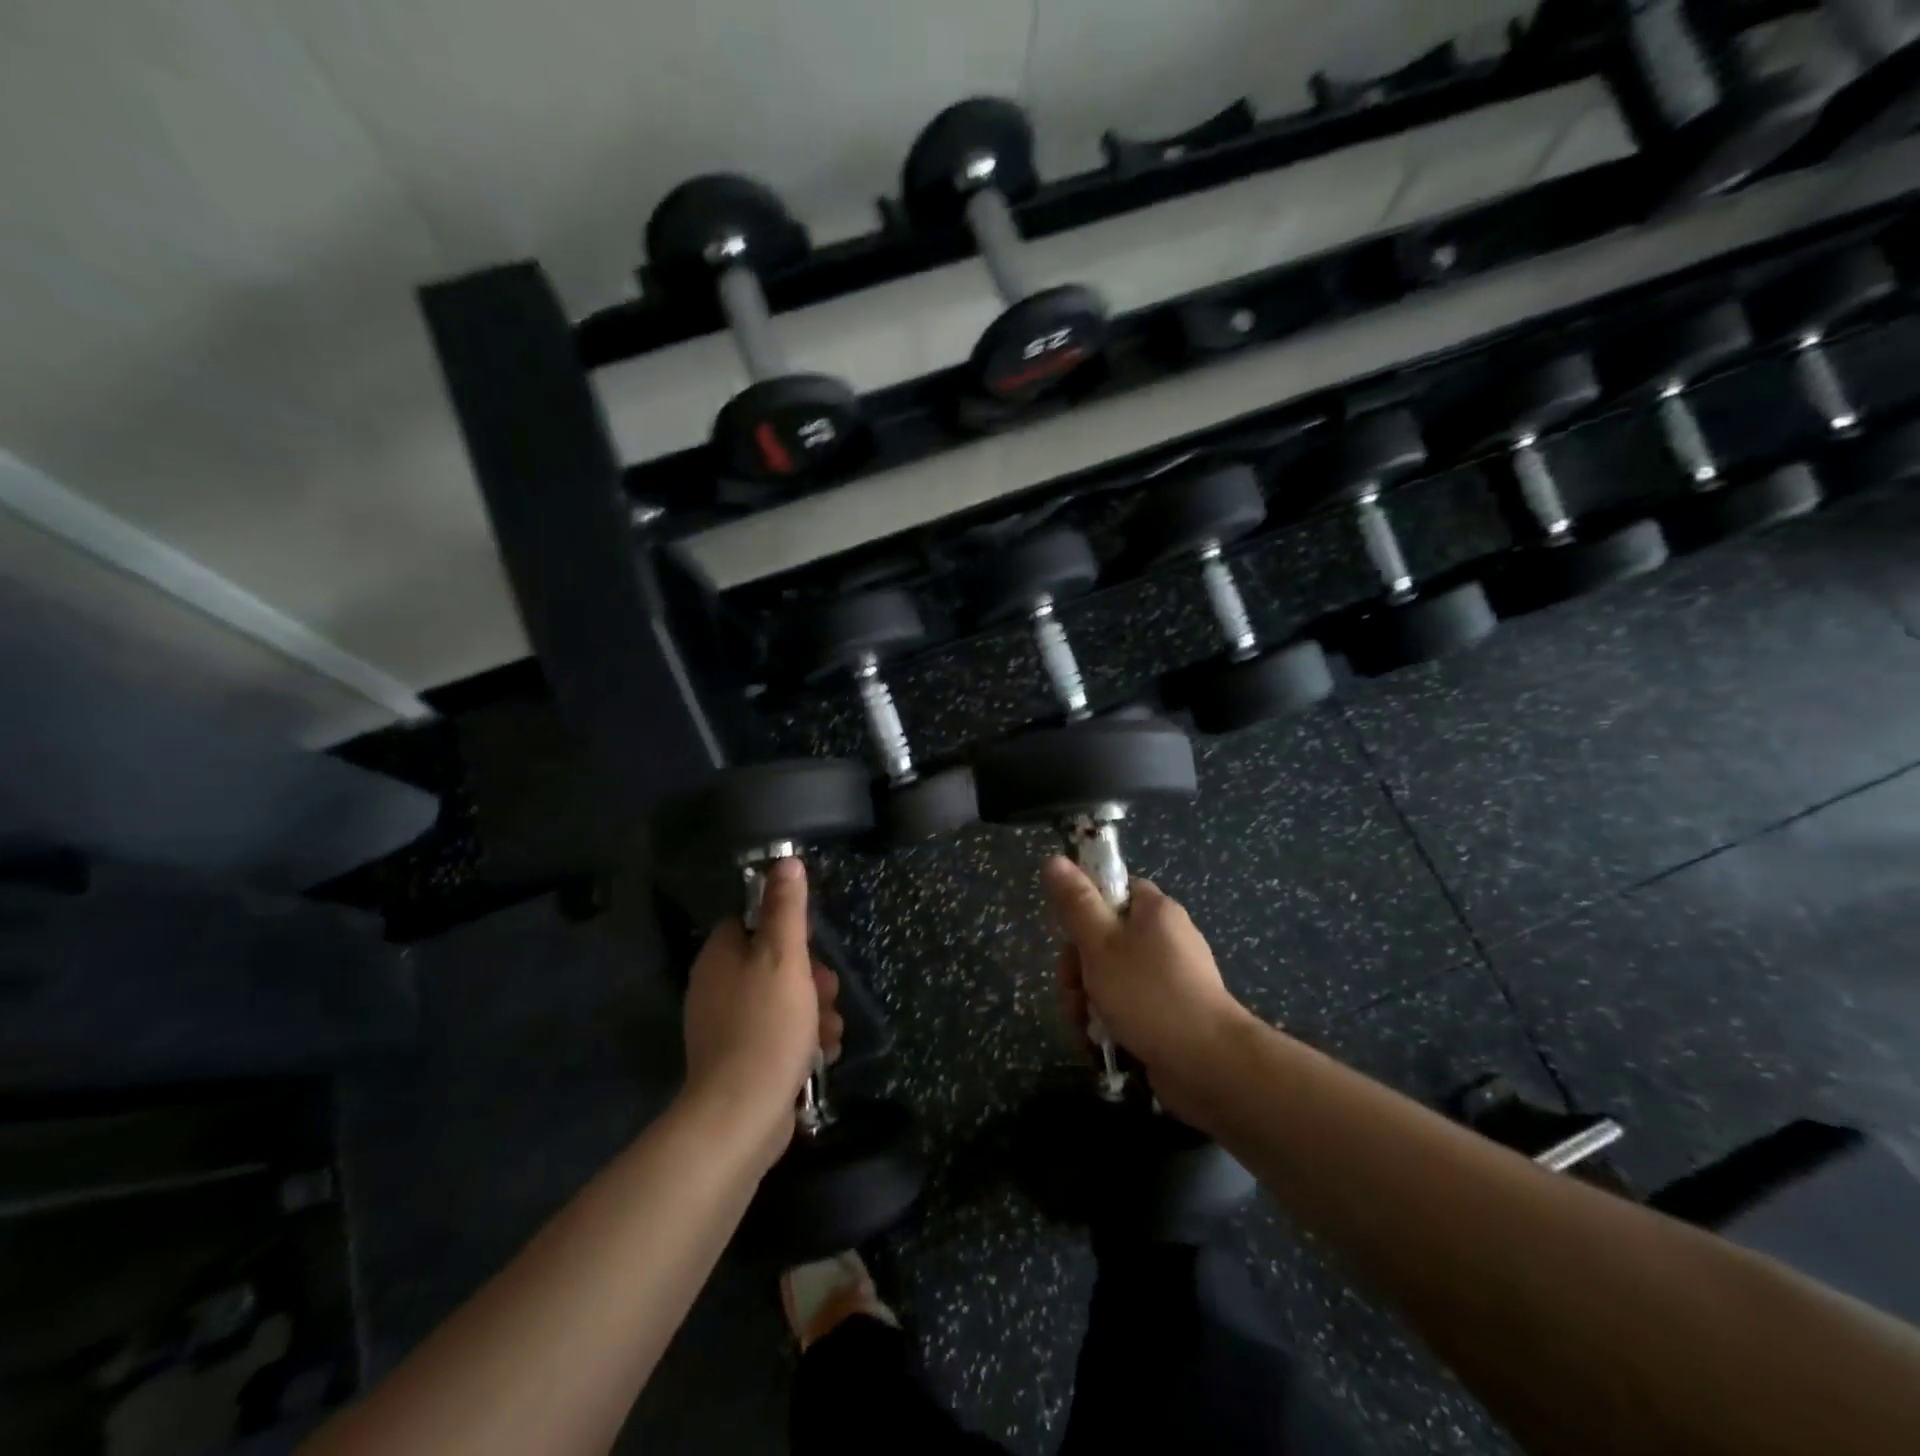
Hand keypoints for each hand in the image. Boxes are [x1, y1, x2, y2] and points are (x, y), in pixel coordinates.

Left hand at [683, 858, 843, 1168]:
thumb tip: (785, 861)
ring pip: (782, 1001)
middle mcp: (717, 987)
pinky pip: (778, 1035)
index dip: (786, 930)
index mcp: (720, 956)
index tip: (810, 945)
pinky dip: (803, 1040)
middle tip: (828, 991)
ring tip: (830, 1030)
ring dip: (814, 1011)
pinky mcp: (741, 1060)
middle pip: (773, 964)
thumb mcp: (784, 957)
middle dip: (811, 977)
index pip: (751, 923)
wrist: (742, 1114)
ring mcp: (727, 1027)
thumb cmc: (767, 1024)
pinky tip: (821, 1054)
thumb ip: (786, 908)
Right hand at [1043, 855, 1251, 1121]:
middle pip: (1106, 938)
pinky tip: (1100, 1042)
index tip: (1069, 936)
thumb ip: (1075, 902)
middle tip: (1072, 991)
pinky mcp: (1172, 1013)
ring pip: (1113, 976)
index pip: (1113, 890)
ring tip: (1084, 1026)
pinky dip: (1111, 1020)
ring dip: (1089, 999)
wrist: (1208, 1063)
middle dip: (1079, 968)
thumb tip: (1054, 859)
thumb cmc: (1148, 993)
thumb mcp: (1100, 943)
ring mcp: (1171, 977)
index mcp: (1154, 910)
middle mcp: (1166, 937)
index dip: (1085, 909)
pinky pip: (1130, 1006)